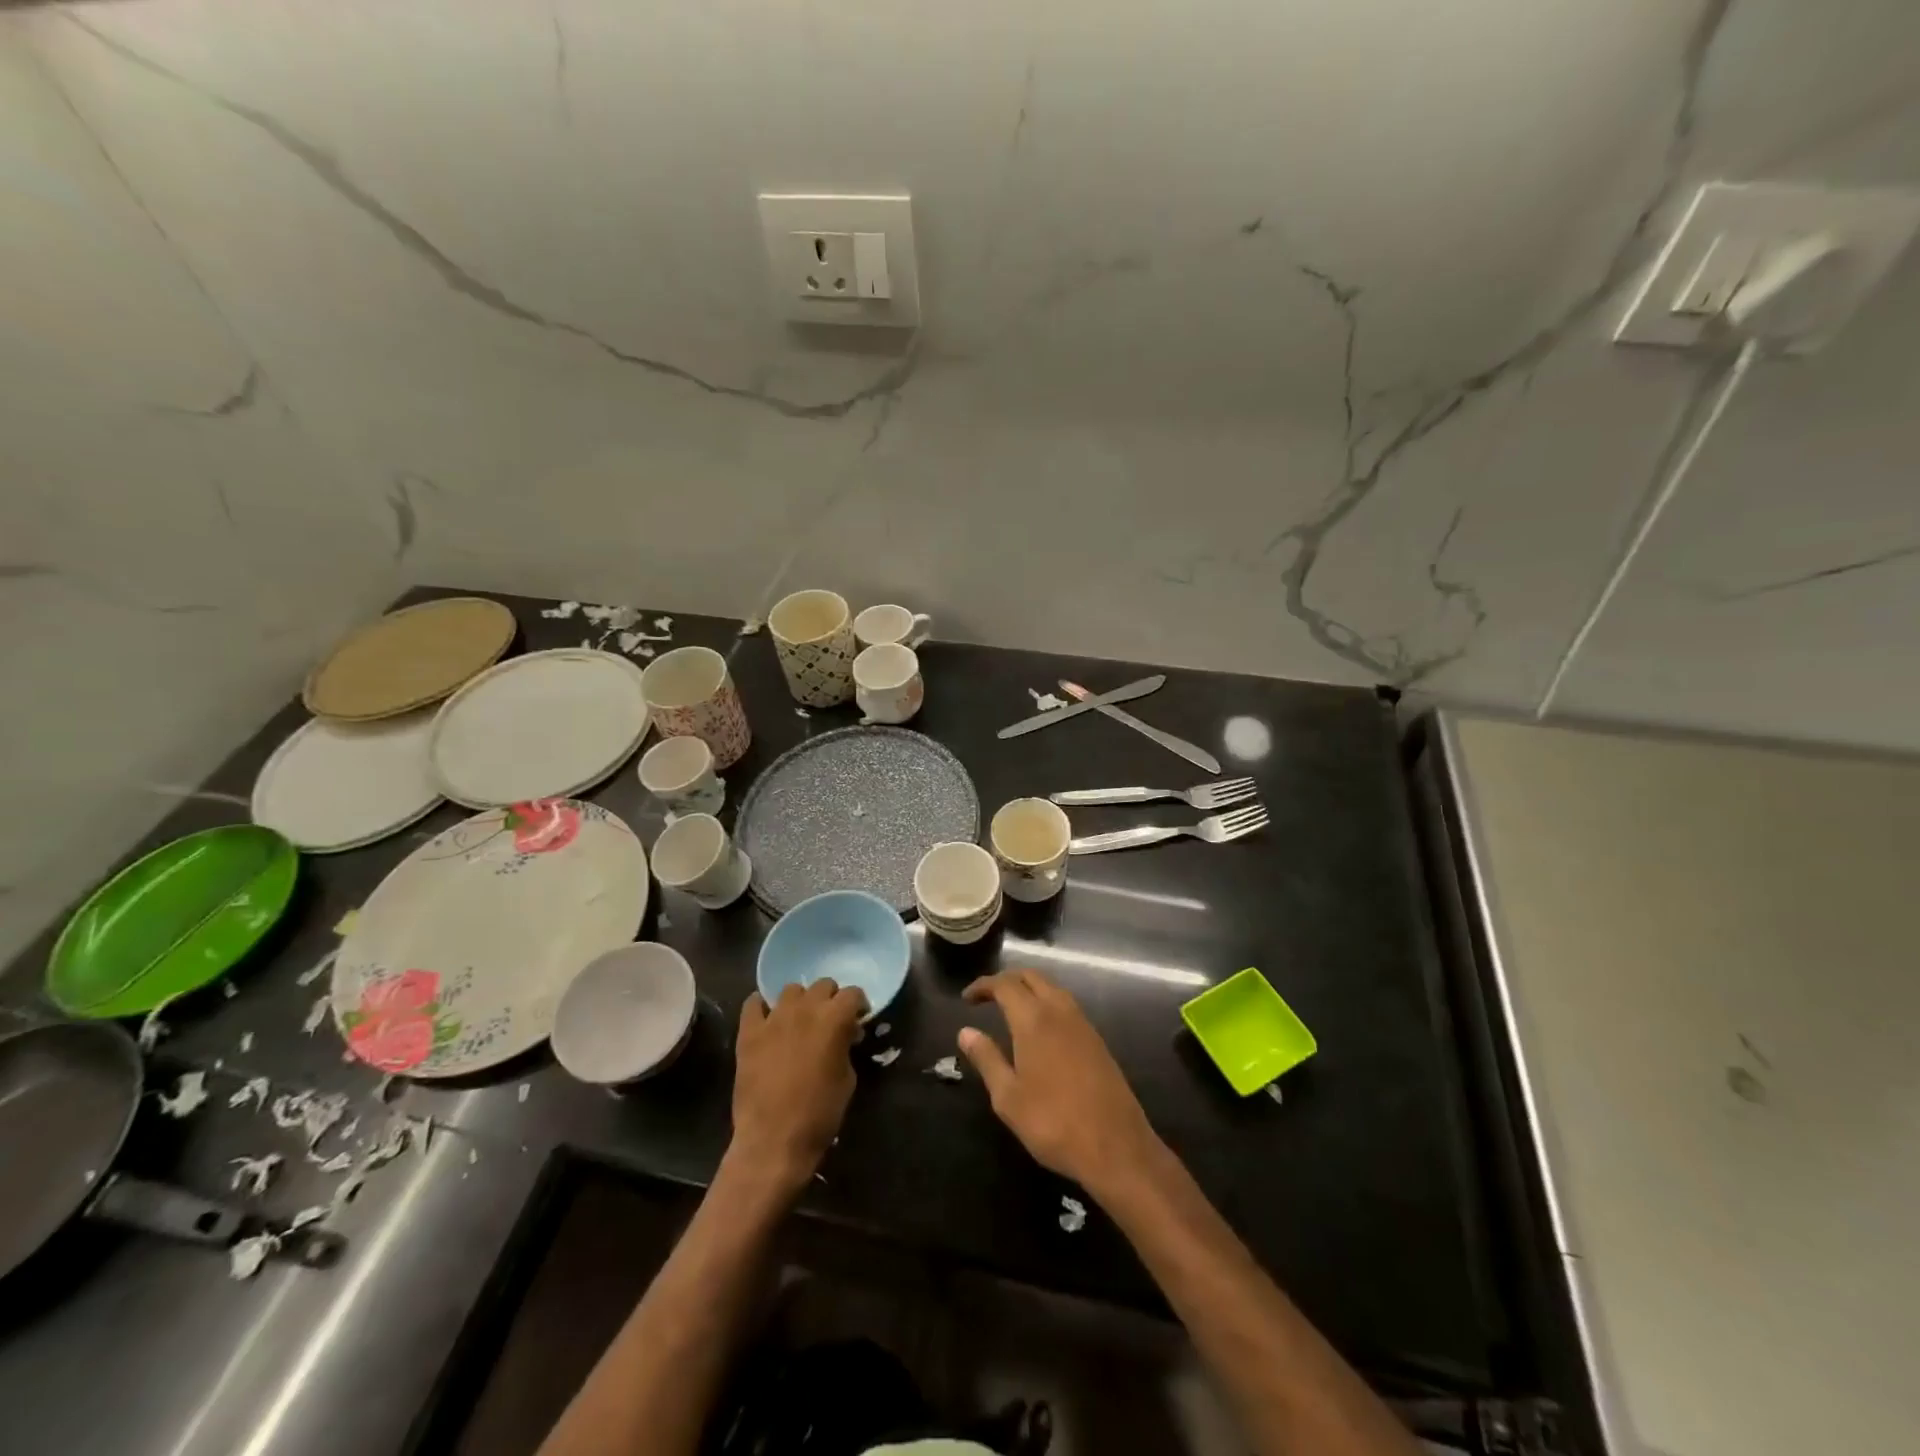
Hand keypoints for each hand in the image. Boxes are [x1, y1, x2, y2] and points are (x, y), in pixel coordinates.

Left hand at [730, 980, 867, 1192]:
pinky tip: (768, 1022)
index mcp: (834, 1019)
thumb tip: (843, 1037)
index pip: (853, 993)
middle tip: (829, 1021)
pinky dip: (763, 1008)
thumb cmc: (819, 1114)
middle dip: (830, 999)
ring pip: (791, 990)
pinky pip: (754, 1004)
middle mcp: (805, 1008)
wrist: (774, 1140)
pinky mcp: (749, 1032)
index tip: (857, 1020)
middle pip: (823, 985)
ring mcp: (774, 1018)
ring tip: (798, 1022)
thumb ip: (846, 1047)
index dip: (858, 1005)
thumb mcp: (847, 1079)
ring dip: (800, 1002)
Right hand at [958, 969, 1162, 1198]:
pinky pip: (1067, 1005)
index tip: (967, 998)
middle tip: (987, 997)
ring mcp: (1083, 1024)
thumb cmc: (1053, 1122)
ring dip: (1029, 989)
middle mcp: (1060, 1011)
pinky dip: (1047, 1003)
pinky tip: (1040, 1029)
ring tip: (1010, 1009)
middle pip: (1031, 977)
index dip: (983, 985)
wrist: (1115, 1146)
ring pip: (1052, 988)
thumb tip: (966, 1031)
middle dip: (1007, 980)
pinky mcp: (1097, 1040)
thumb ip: (987, 1059)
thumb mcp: (1008, 1097)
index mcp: (1034, 1020)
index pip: (1005, 984)